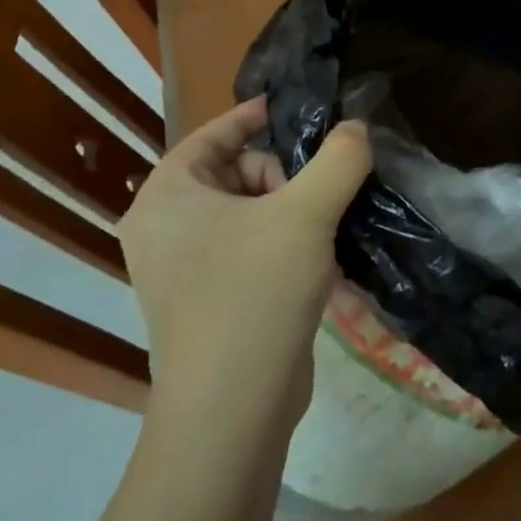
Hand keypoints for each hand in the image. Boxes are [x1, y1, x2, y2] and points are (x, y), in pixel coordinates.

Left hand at [120, 96, 370, 387]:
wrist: (232, 410)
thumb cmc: (256, 292)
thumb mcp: (307, 213)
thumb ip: (340, 158)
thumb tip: (357, 128)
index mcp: (166, 196)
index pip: (212, 134)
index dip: (255, 117)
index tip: (297, 110)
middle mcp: (163, 228)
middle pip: (234, 172)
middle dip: (282, 177)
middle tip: (312, 202)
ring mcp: (181, 270)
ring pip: (246, 212)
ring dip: (290, 213)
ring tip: (321, 236)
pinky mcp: (205, 302)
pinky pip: (247, 249)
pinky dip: (281, 246)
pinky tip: (315, 266)